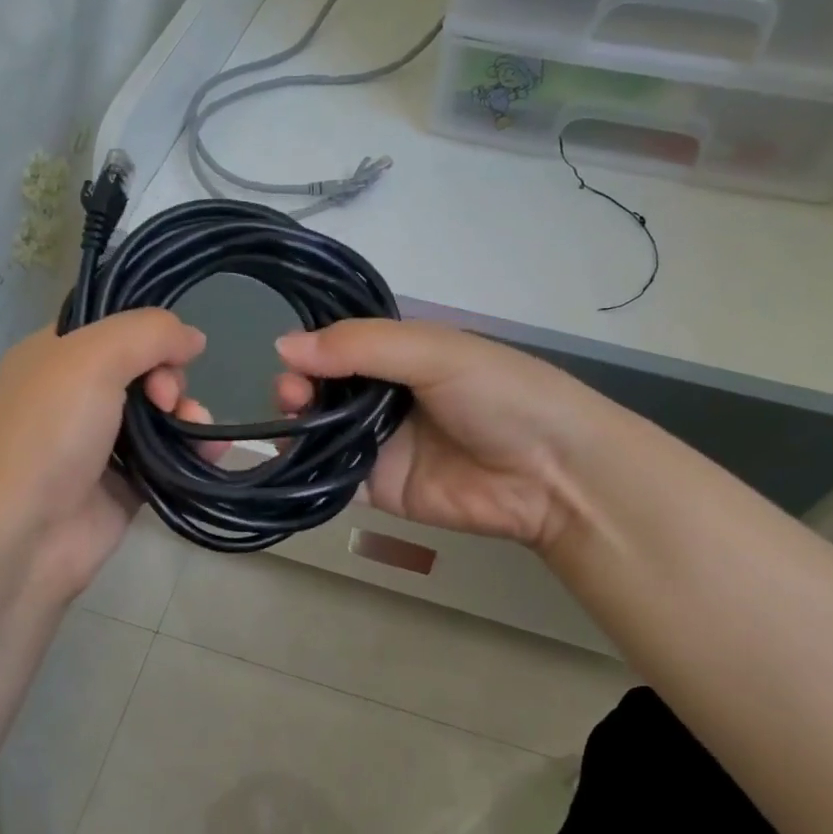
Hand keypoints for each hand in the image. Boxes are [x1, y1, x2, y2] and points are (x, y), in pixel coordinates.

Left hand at [0, 310, 218, 605]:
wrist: (21, 537)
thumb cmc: (48, 434)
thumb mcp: (92, 359)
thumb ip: (148, 333)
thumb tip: (194, 337)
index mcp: (54, 356)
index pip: (113, 328)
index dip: (148, 334)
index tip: (167, 354)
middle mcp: (75, 396)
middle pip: (144, 370)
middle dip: (170, 379)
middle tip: (165, 400)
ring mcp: (100, 444)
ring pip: (160, 415)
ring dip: (188, 414)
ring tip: (199, 429)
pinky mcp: (123, 486)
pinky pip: (169, 458)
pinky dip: (194, 451)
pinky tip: (213, 452)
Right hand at [275, 320, 608, 551]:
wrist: (550, 474)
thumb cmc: (499, 395)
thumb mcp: (433, 352)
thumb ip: (360, 347)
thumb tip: (281, 345)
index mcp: (401, 355)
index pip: (339, 346)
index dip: (309, 351)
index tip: (289, 361)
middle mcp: (385, 396)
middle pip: (323, 389)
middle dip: (298, 388)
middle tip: (292, 397)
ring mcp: (380, 443)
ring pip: (321, 430)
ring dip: (297, 423)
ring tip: (292, 422)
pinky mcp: (378, 487)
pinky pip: (332, 474)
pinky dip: (306, 466)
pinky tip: (289, 458)